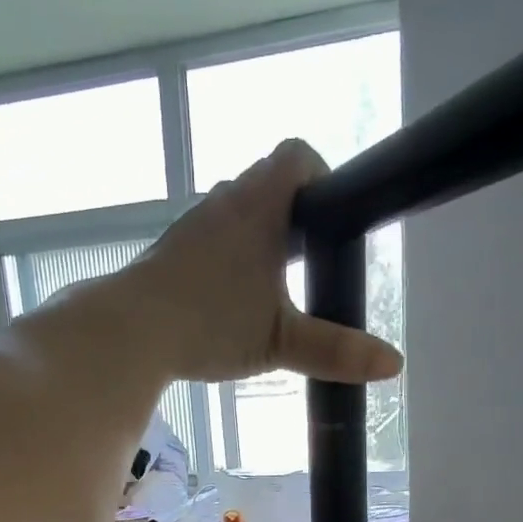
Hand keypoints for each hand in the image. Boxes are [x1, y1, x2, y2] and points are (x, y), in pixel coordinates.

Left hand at [100, 139, 403, 386]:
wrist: (129, 333)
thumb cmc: (211, 325)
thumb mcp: (280, 342)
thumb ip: (335, 351)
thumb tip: (393, 364)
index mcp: (258, 207)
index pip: (296, 157)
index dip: (320, 175)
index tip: (330, 218)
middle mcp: (222, 204)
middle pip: (266, 186)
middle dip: (291, 216)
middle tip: (307, 262)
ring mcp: (190, 229)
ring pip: (233, 215)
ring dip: (255, 239)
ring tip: (269, 288)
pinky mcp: (167, 255)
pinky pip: (207, 243)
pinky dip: (225, 261)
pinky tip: (226, 304)